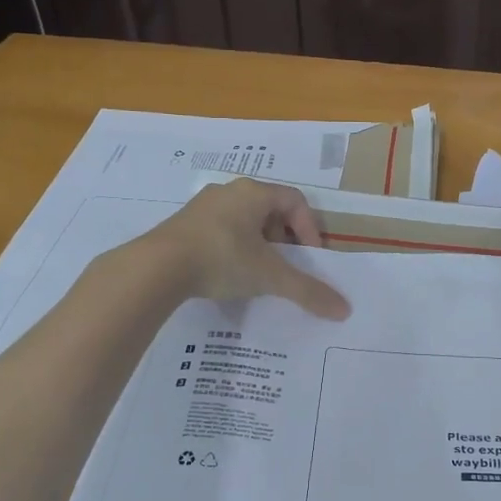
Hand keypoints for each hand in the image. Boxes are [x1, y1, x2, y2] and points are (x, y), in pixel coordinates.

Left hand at [145, 179, 349, 318]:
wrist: (156, 268)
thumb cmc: (222, 259)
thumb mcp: (269, 276)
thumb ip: (307, 291)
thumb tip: (344, 310)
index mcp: (254, 192)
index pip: (296, 200)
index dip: (309, 228)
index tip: (309, 257)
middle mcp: (229, 191)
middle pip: (270, 210)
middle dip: (284, 238)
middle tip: (285, 265)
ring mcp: (202, 206)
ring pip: (244, 220)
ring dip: (258, 244)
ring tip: (257, 272)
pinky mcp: (183, 224)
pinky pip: (220, 231)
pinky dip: (233, 249)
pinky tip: (227, 274)